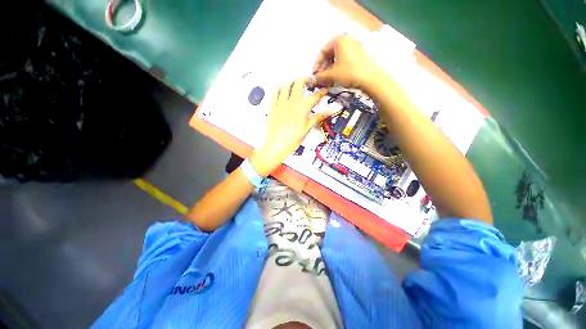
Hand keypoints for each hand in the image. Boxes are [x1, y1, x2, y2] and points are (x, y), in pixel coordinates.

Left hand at [249, 78, 328, 176]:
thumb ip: (317, 118)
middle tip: (310, 81)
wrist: (275, 146)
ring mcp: (280, 104)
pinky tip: (282, 89)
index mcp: (302, 109)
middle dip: (306, 79)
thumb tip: (329, 112)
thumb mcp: (306, 130)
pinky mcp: (272, 107)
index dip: (321, 92)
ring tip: (297, 84)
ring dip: (292, 81)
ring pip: (286, 85)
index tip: (324, 90)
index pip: (314, 96)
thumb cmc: (292, 140)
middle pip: (298, 83)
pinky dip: (279, 88)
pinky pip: (274, 92)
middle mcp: (291, 103)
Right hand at [312, 34, 380, 90]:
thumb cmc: (349, 72)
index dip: (316, 64)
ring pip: (337, 59)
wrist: (370, 79)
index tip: (314, 75)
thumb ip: (320, 76)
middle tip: (320, 79)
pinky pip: (344, 61)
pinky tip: (335, 80)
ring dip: (330, 71)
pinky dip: (337, 70)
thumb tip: (312, 79)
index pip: (322, 50)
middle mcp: (347, 40)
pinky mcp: (359, 56)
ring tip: (327, 82)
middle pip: (330, 54)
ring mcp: (354, 48)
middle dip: (323, 68)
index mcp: (339, 39)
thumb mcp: (332, 74)